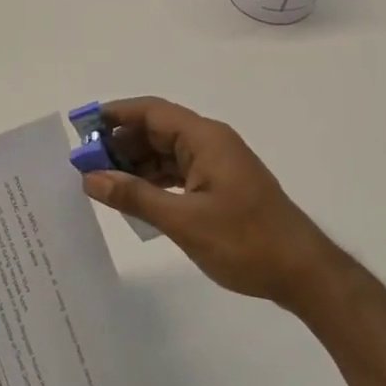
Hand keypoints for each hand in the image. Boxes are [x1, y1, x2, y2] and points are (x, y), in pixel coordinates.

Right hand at [82, 97, 328, 305]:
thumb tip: (90, 178)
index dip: (116, 114)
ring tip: (102, 181)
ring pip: (166, 152)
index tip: (82, 127)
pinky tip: (134, 196)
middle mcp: (210, 143)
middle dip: (121, 142)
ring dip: (136, 163)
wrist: (303, 273)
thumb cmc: (245, 241)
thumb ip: (135, 196)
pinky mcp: (220, 185)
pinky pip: (178, 171)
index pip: (152, 112)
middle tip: (85, 163)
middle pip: (157, 130)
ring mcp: (217, 165)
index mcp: (205, 138)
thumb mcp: (183, 221)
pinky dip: (154, 179)